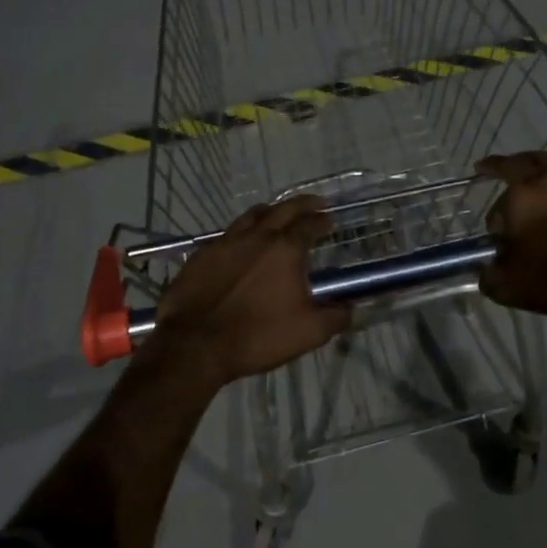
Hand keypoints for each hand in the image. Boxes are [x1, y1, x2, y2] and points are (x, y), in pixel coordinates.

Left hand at [148, 194, 351, 385]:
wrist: (195, 344)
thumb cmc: (258, 336)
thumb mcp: (308, 332)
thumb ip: (335, 317)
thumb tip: (351, 307)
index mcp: (285, 249)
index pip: (310, 225)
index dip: (322, 220)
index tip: (329, 219)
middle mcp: (257, 236)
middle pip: (283, 209)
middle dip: (302, 204)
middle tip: (314, 203)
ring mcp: (225, 242)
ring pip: (252, 215)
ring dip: (270, 212)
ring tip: (277, 215)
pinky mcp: (202, 254)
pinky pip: (227, 235)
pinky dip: (241, 233)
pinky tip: (241, 244)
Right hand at [476, 152, 546, 315]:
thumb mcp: (514, 290)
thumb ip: (491, 278)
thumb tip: (487, 269)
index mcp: (519, 199)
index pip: (497, 209)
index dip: (497, 225)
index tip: (503, 242)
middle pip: (519, 162)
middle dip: (500, 165)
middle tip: (488, 166)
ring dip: (540, 171)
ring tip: (538, 180)